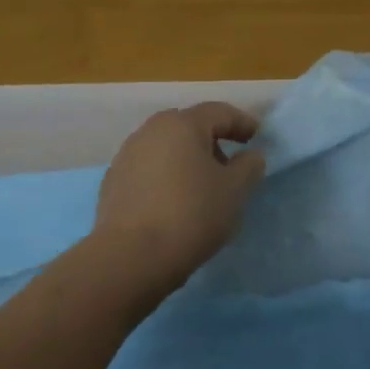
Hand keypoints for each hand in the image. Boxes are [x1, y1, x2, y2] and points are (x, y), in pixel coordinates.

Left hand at [94, 102, 267, 286]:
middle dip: (211, 141)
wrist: (132, 256)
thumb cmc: (192, 214)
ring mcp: (126, 156)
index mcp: (182, 124)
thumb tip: (250, 155)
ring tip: (201, 187)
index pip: (218, 112)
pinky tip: (172, 202)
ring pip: (165, 148)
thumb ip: (248, 166)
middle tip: (229, 165)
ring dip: (186, 160)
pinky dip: (165, 177)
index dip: (242, 122)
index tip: (256, 137)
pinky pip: (147, 170)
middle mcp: (150, 131)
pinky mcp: (112, 182)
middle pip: (188, 127)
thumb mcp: (235, 191)